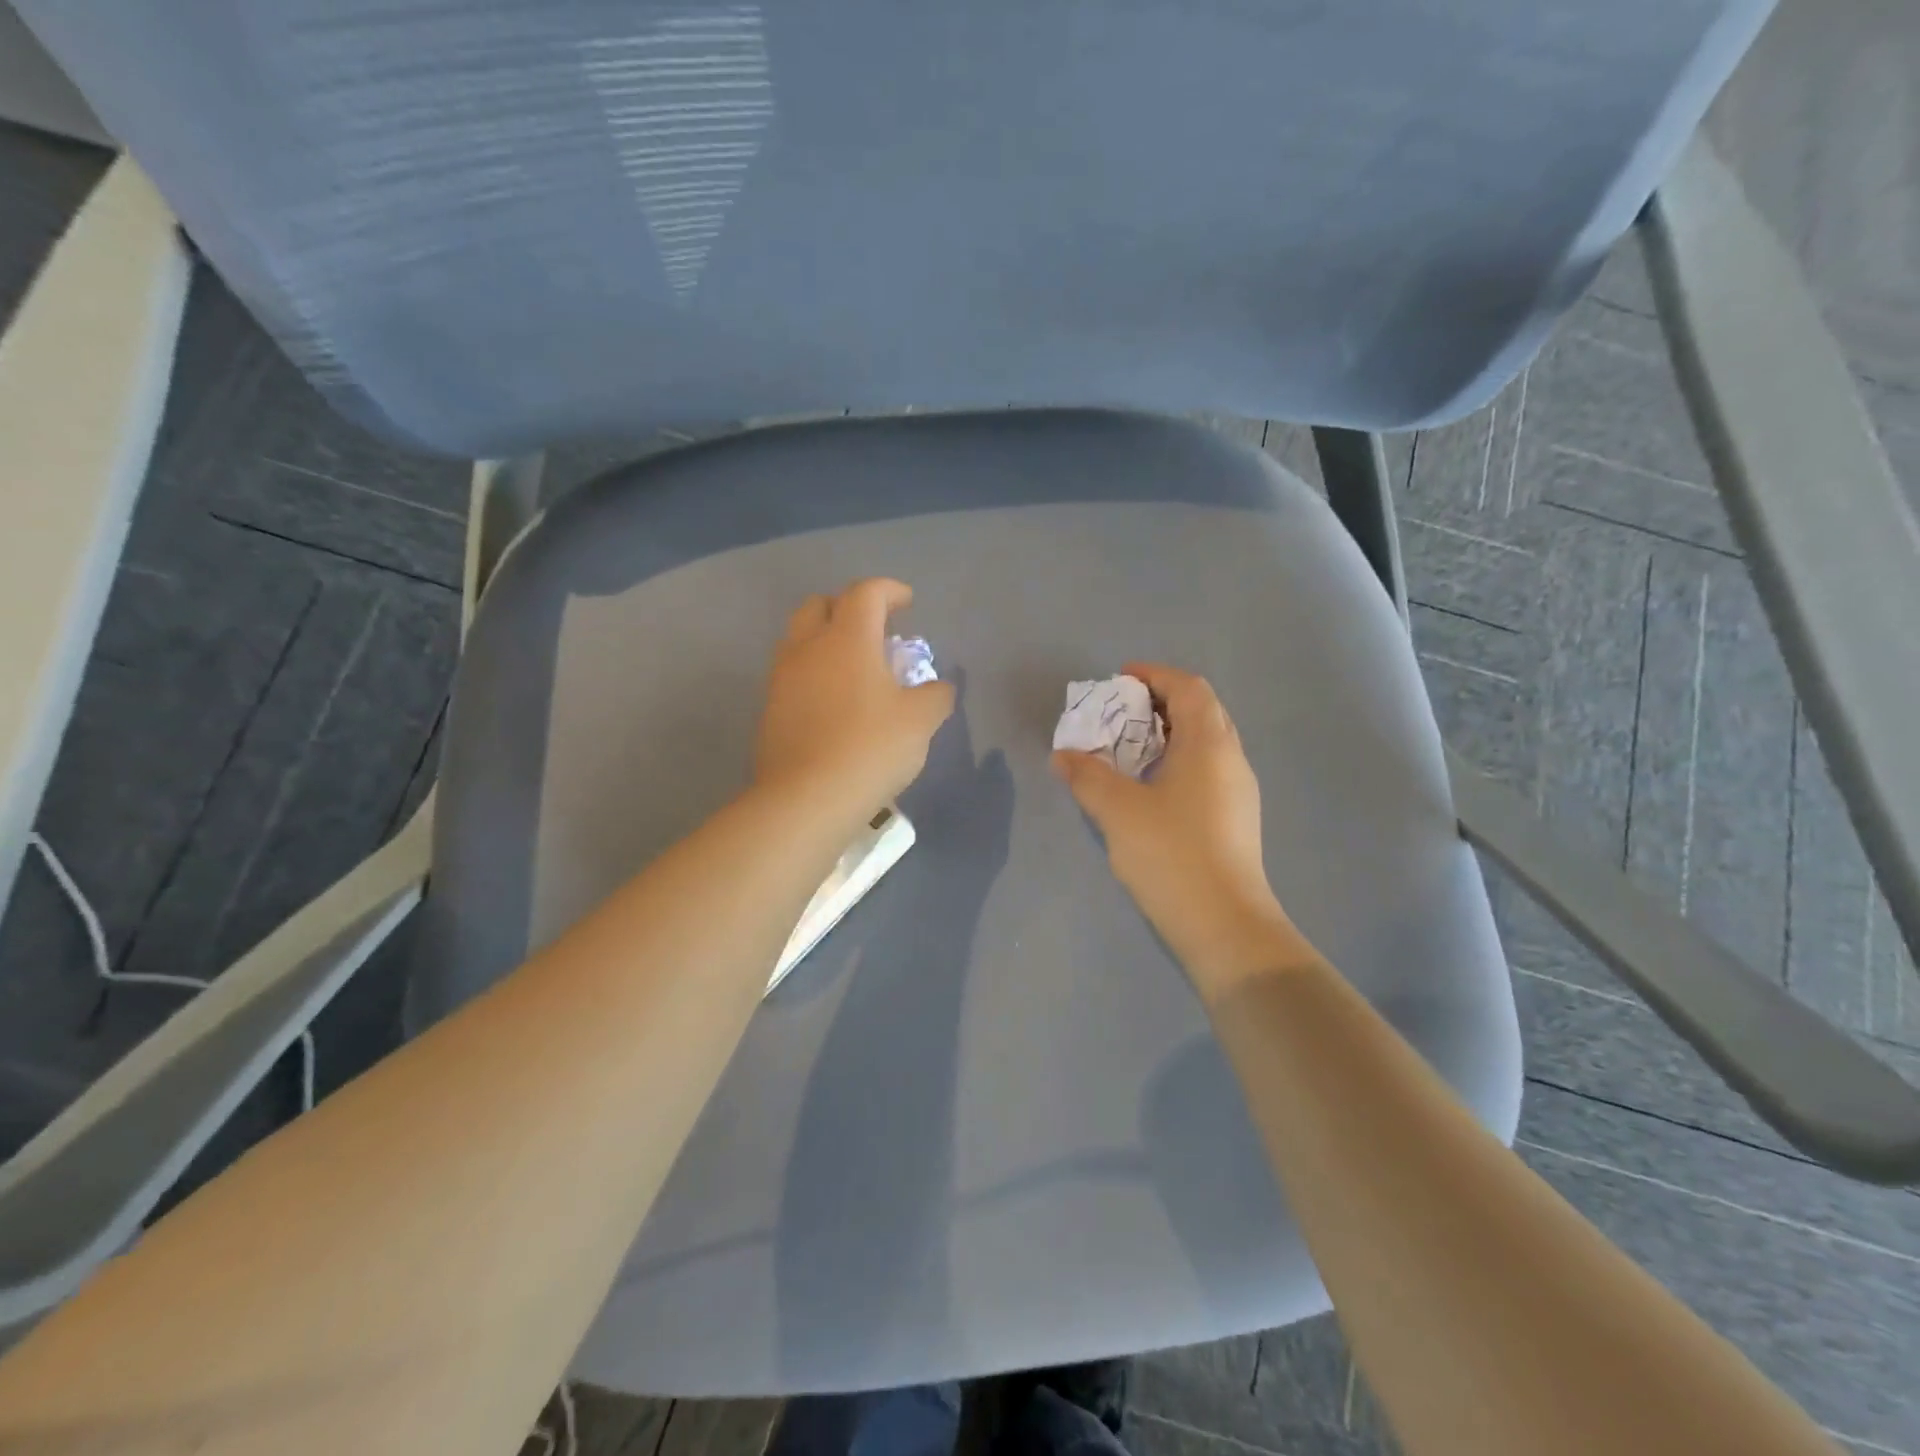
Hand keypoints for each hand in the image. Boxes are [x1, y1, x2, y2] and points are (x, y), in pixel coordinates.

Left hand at [756, 578, 955, 818]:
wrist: (806, 799)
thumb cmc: (870, 749)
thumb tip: (938, 688)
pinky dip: (813, 674)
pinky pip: (792, 675)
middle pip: (820, 605)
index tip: (907, 603)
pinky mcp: (769, 710)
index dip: (889, 590)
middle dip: (848, 607)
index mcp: (847, 639)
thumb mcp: (920, 722)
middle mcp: (808, 648)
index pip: (866, 593)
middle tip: (874, 630)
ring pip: (799, 639)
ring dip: (826, 640)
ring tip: (854, 668)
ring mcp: (782, 679)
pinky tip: (833, 703)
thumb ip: (935, 696)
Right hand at [1051, 663, 1298, 992]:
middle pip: (1201, 711)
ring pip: (1205, 743)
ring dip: (1169, 734)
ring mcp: (1239, 792)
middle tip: (1121, 713)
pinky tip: (1150, 788)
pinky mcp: (1236, 820)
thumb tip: (1063, 755)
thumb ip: (1087, 776)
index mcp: (1209, 744)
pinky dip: (1177, 761)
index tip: (1120, 678)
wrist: (1225, 925)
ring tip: (1129, 748)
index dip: (1155, 675)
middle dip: (1160, 702)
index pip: (1188, 688)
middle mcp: (1231, 759)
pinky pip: (1206, 770)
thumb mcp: (1118, 810)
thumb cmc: (1171, 854)